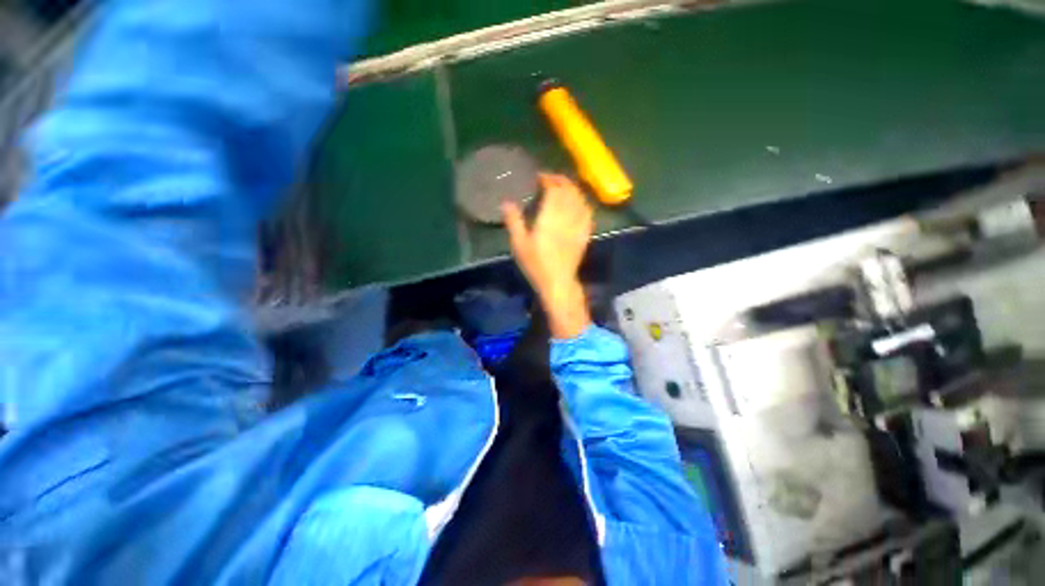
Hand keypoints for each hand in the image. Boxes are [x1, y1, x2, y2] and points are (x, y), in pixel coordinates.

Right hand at [503, 173, 592, 338]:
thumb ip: (513, 221)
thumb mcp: (519, 244)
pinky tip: (579, 203)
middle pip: (569, 191)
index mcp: (550, 217)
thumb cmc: (536, 264)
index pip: (554, 190)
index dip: (548, 179)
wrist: (558, 282)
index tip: (540, 177)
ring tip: (564, 187)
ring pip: (580, 200)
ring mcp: (578, 225)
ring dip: (573, 189)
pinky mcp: (585, 234)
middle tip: (551, 179)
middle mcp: (567, 217)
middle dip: (561, 181)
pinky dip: (583, 203)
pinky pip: (588, 213)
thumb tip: (506, 202)